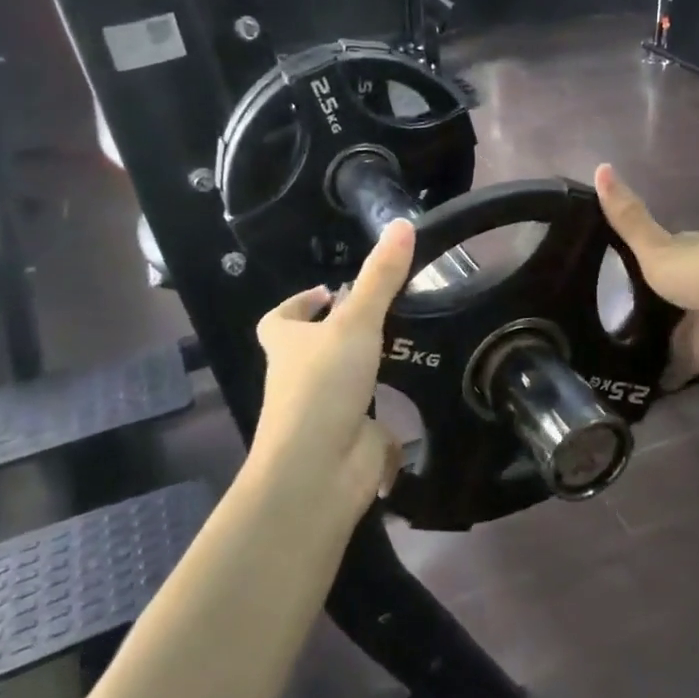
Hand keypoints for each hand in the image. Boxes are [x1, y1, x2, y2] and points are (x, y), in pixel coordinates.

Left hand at [248, 219, 415, 517]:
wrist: (317, 473)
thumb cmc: (322, 387)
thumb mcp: (355, 323)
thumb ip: (380, 278)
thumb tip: (402, 224)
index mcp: (287, 347)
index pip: (279, 320)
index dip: (299, 303)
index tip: (331, 290)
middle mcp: (298, 379)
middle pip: (310, 351)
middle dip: (339, 334)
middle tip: (383, 314)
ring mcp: (323, 413)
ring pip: (342, 384)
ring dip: (366, 368)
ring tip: (407, 345)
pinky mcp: (350, 441)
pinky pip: (371, 422)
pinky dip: (389, 413)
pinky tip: (418, 395)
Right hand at [596, 164, 698, 383]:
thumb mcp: (658, 247)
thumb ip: (627, 219)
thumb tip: (599, 166)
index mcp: (684, 252)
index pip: (647, 252)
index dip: (621, 258)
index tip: (584, 265)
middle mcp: (689, 286)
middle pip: (650, 293)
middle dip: (624, 302)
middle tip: (577, 312)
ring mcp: (692, 322)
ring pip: (655, 329)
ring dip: (634, 337)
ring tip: (586, 343)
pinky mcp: (696, 357)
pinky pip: (664, 364)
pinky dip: (647, 369)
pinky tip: (614, 373)